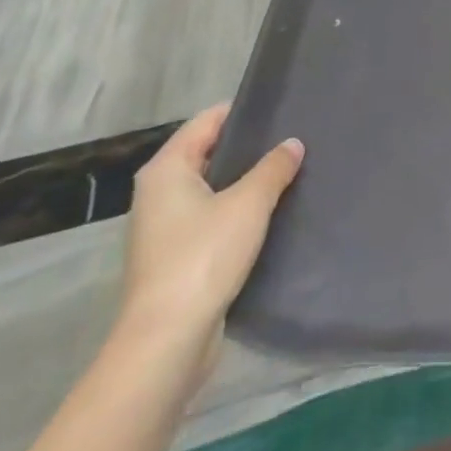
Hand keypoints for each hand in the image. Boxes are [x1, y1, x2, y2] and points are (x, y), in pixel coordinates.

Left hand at [114, 104, 303, 383]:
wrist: (166, 343)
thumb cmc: (203, 257)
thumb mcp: (249, 203)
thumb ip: (273, 168)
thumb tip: (292, 144)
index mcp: (167, 170)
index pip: (207, 121)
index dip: (244, 111)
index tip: (282, 107)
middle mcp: (158, 193)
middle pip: (208, 153)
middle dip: (248, 147)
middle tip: (292, 138)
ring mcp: (164, 229)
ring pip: (211, 188)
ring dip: (244, 182)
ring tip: (288, 172)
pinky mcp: (175, 258)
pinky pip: (211, 218)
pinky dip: (236, 211)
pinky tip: (270, 214)